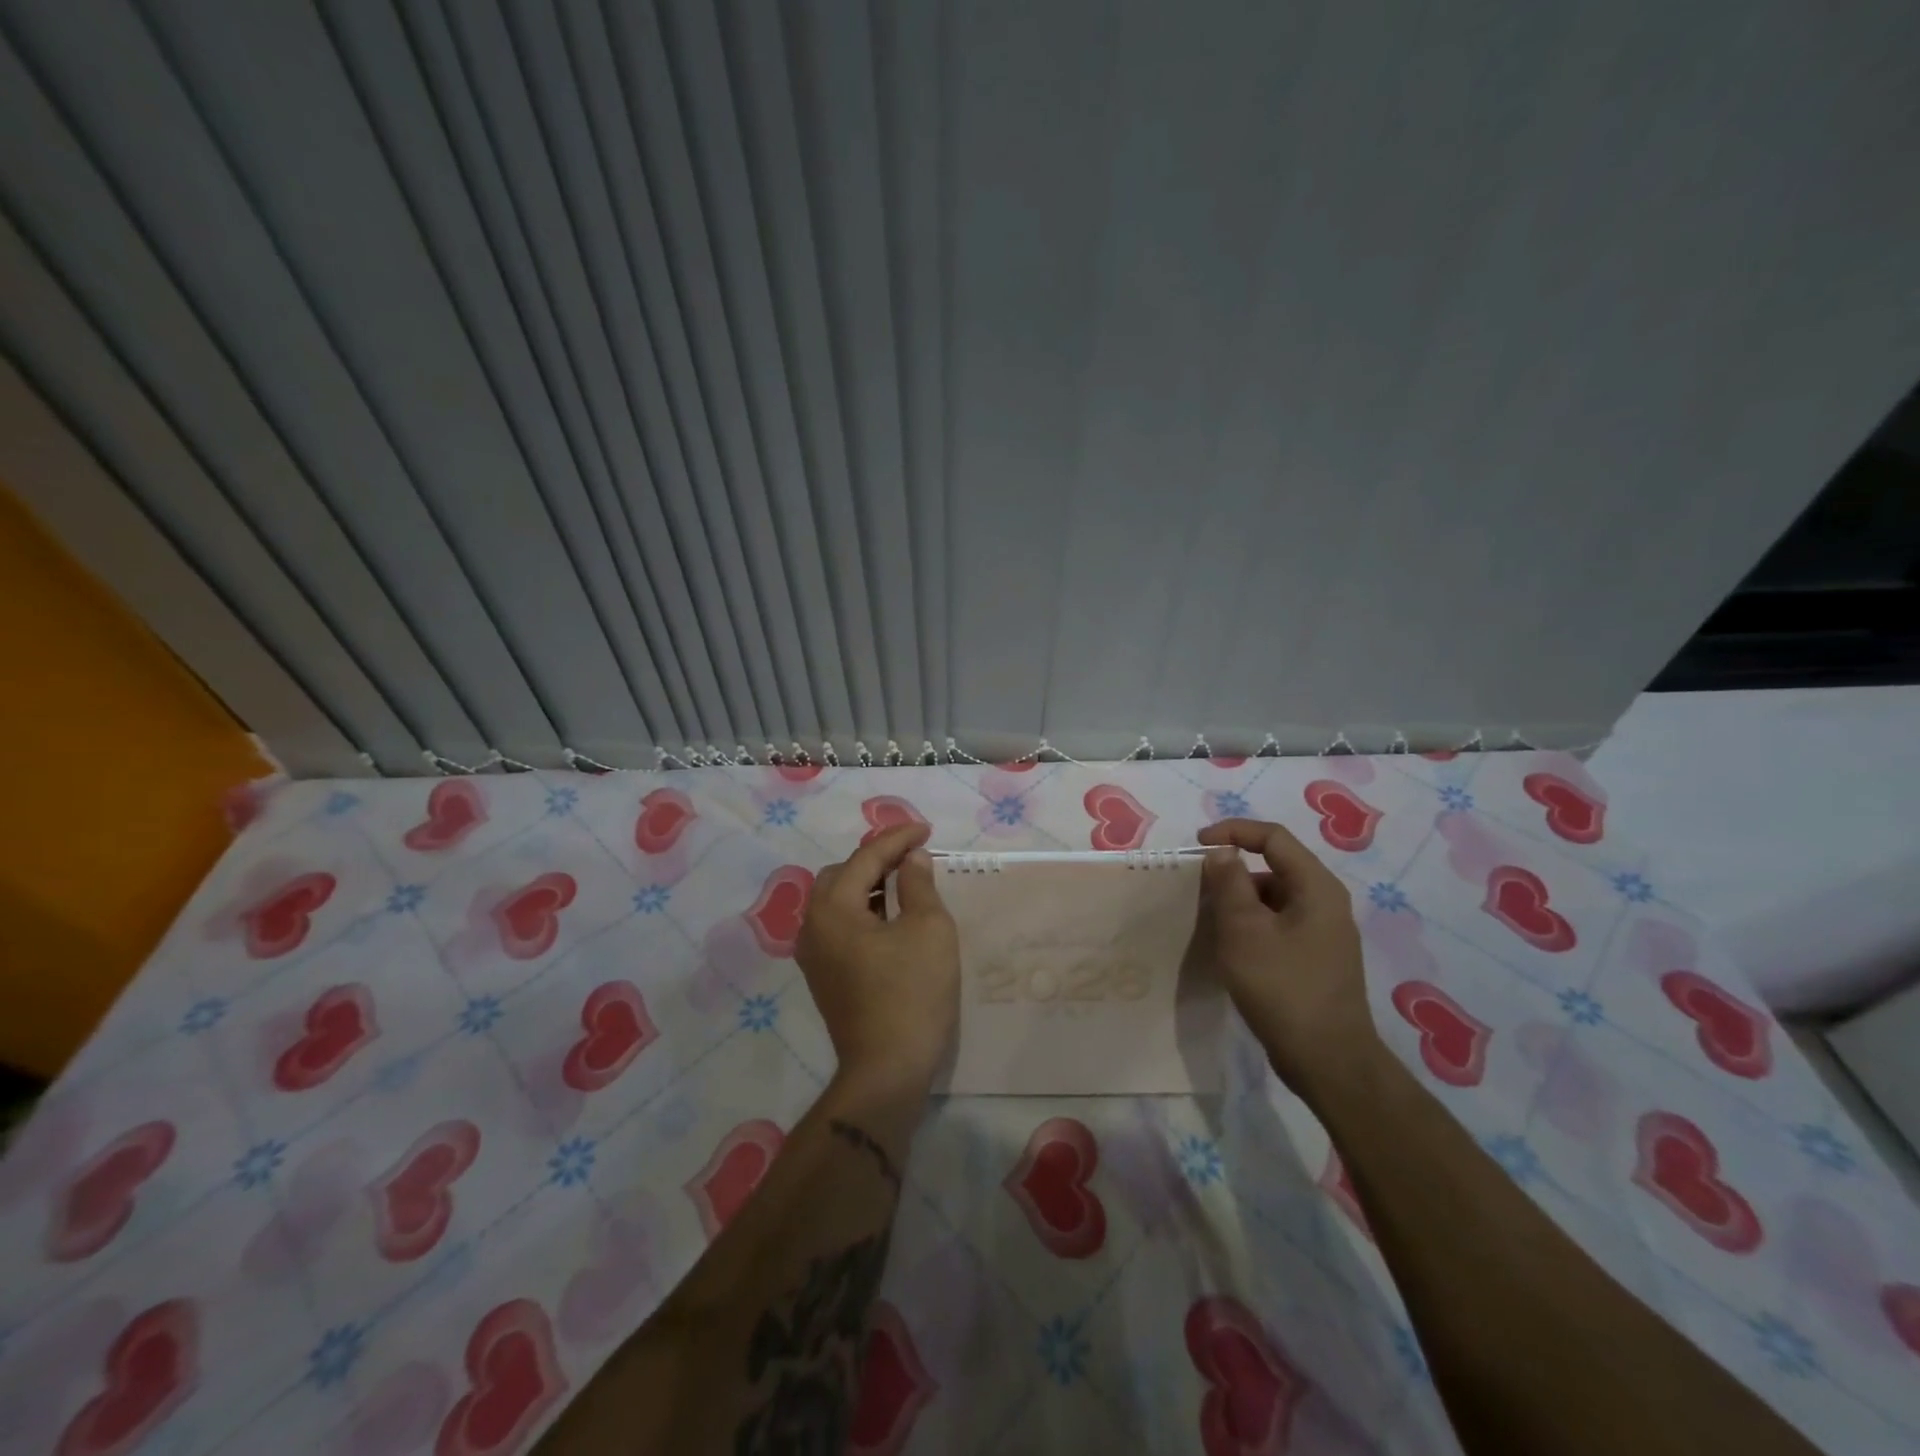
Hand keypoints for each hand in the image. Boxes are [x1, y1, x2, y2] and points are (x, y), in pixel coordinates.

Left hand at [796, 824, 959, 1095]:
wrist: (886, 1071)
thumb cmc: (911, 994)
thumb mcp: (928, 930)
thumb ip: (919, 884)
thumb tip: (911, 859)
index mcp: (832, 908)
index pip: (865, 857)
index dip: (898, 838)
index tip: (927, 830)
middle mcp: (812, 926)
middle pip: (843, 874)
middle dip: (877, 859)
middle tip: (914, 857)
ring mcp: (813, 954)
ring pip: (838, 901)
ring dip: (870, 885)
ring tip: (907, 883)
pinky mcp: (823, 976)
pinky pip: (840, 926)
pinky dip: (864, 911)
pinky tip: (892, 918)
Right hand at [1196, 817, 1379, 1095]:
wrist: (1328, 1061)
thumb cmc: (1283, 987)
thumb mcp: (1244, 930)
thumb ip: (1229, 883)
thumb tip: (1222, 851)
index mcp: (1316, 887)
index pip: (1273, 837)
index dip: (1233, 831)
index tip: (1197, 844)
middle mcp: (1326, 903)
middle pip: (1275, 867)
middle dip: (1233, 870)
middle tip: (1198, 888)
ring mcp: (1324, 933)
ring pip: (1275, 898)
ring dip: (1240, 900)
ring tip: (1208, 920)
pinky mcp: (1316, 959)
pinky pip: (1279, 924)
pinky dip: (1252, 924)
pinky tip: (1231, 948)